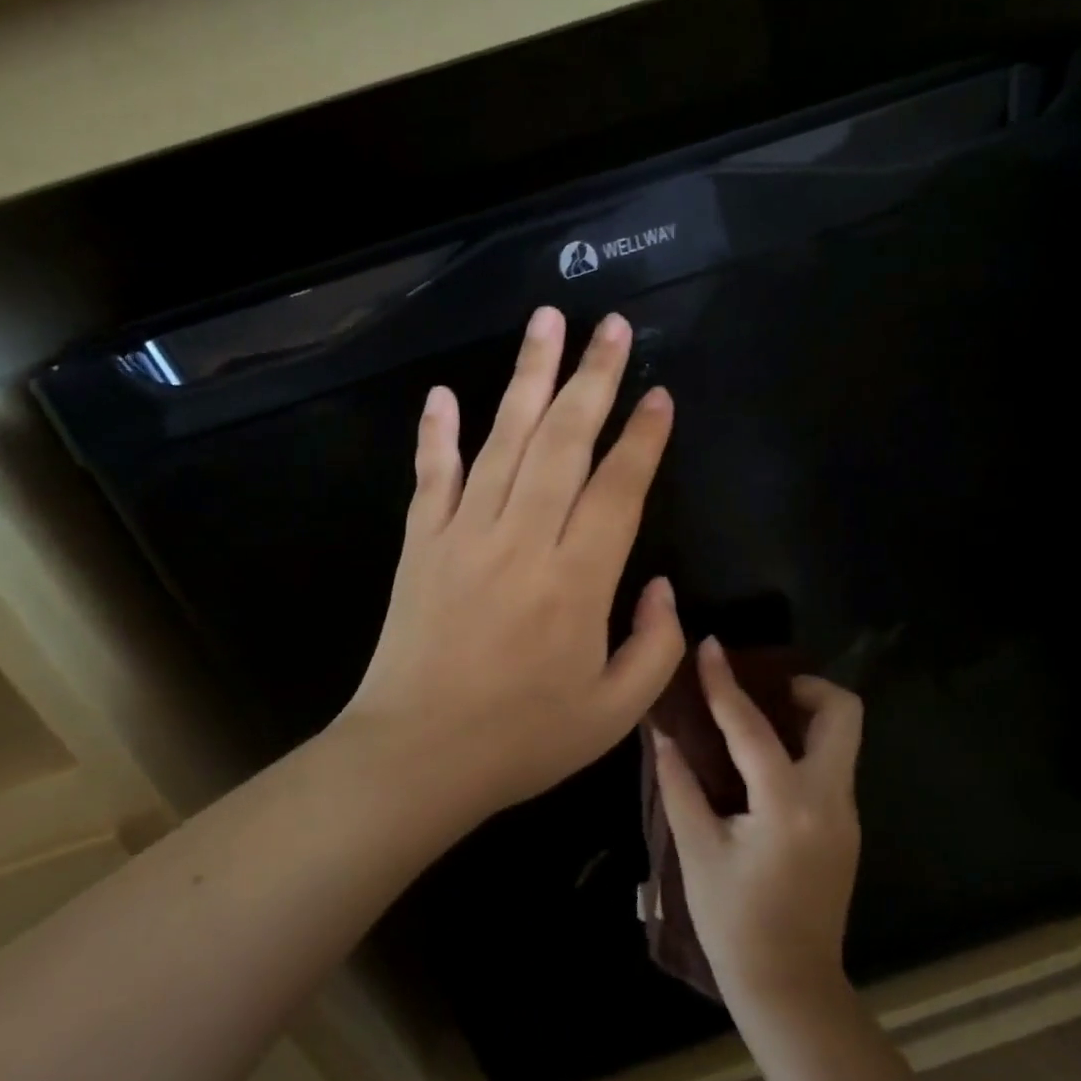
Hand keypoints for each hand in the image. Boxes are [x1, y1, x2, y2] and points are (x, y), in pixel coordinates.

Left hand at [336, 306, 685, 825]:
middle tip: (611, 327)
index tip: (659, 394)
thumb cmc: (523, 740)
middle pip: (563, 442)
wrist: (416, 758)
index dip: (643, 439)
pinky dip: (436, 434)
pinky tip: (443, 393)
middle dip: (593, 379)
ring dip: (527, 378)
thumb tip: (664, 588)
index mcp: (577, 582)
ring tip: (547, 322)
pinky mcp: (420, 544)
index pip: (618, 489)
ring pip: (503, 441)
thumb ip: (656, 647)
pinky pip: (431, 476)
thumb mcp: (615, 713)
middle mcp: (522, 541)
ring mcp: (464, 535)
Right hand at [651, 640, 863, 1020]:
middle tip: (761, 689)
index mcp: (787, 804)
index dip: (725, 683)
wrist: (790, 988)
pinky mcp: (846, 828)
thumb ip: (680, 785)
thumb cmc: (734, 923)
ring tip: (758, 719)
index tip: (712, 647)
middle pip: (842, 714)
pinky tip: (765, 762)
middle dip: (805, 687)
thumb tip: (662, 735)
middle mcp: (829, 799)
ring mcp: (846, 814)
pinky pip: (832, 765)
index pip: (753, 727)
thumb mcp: (698, 852)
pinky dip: (804, 746)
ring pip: (842, 738)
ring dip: (806, 714)